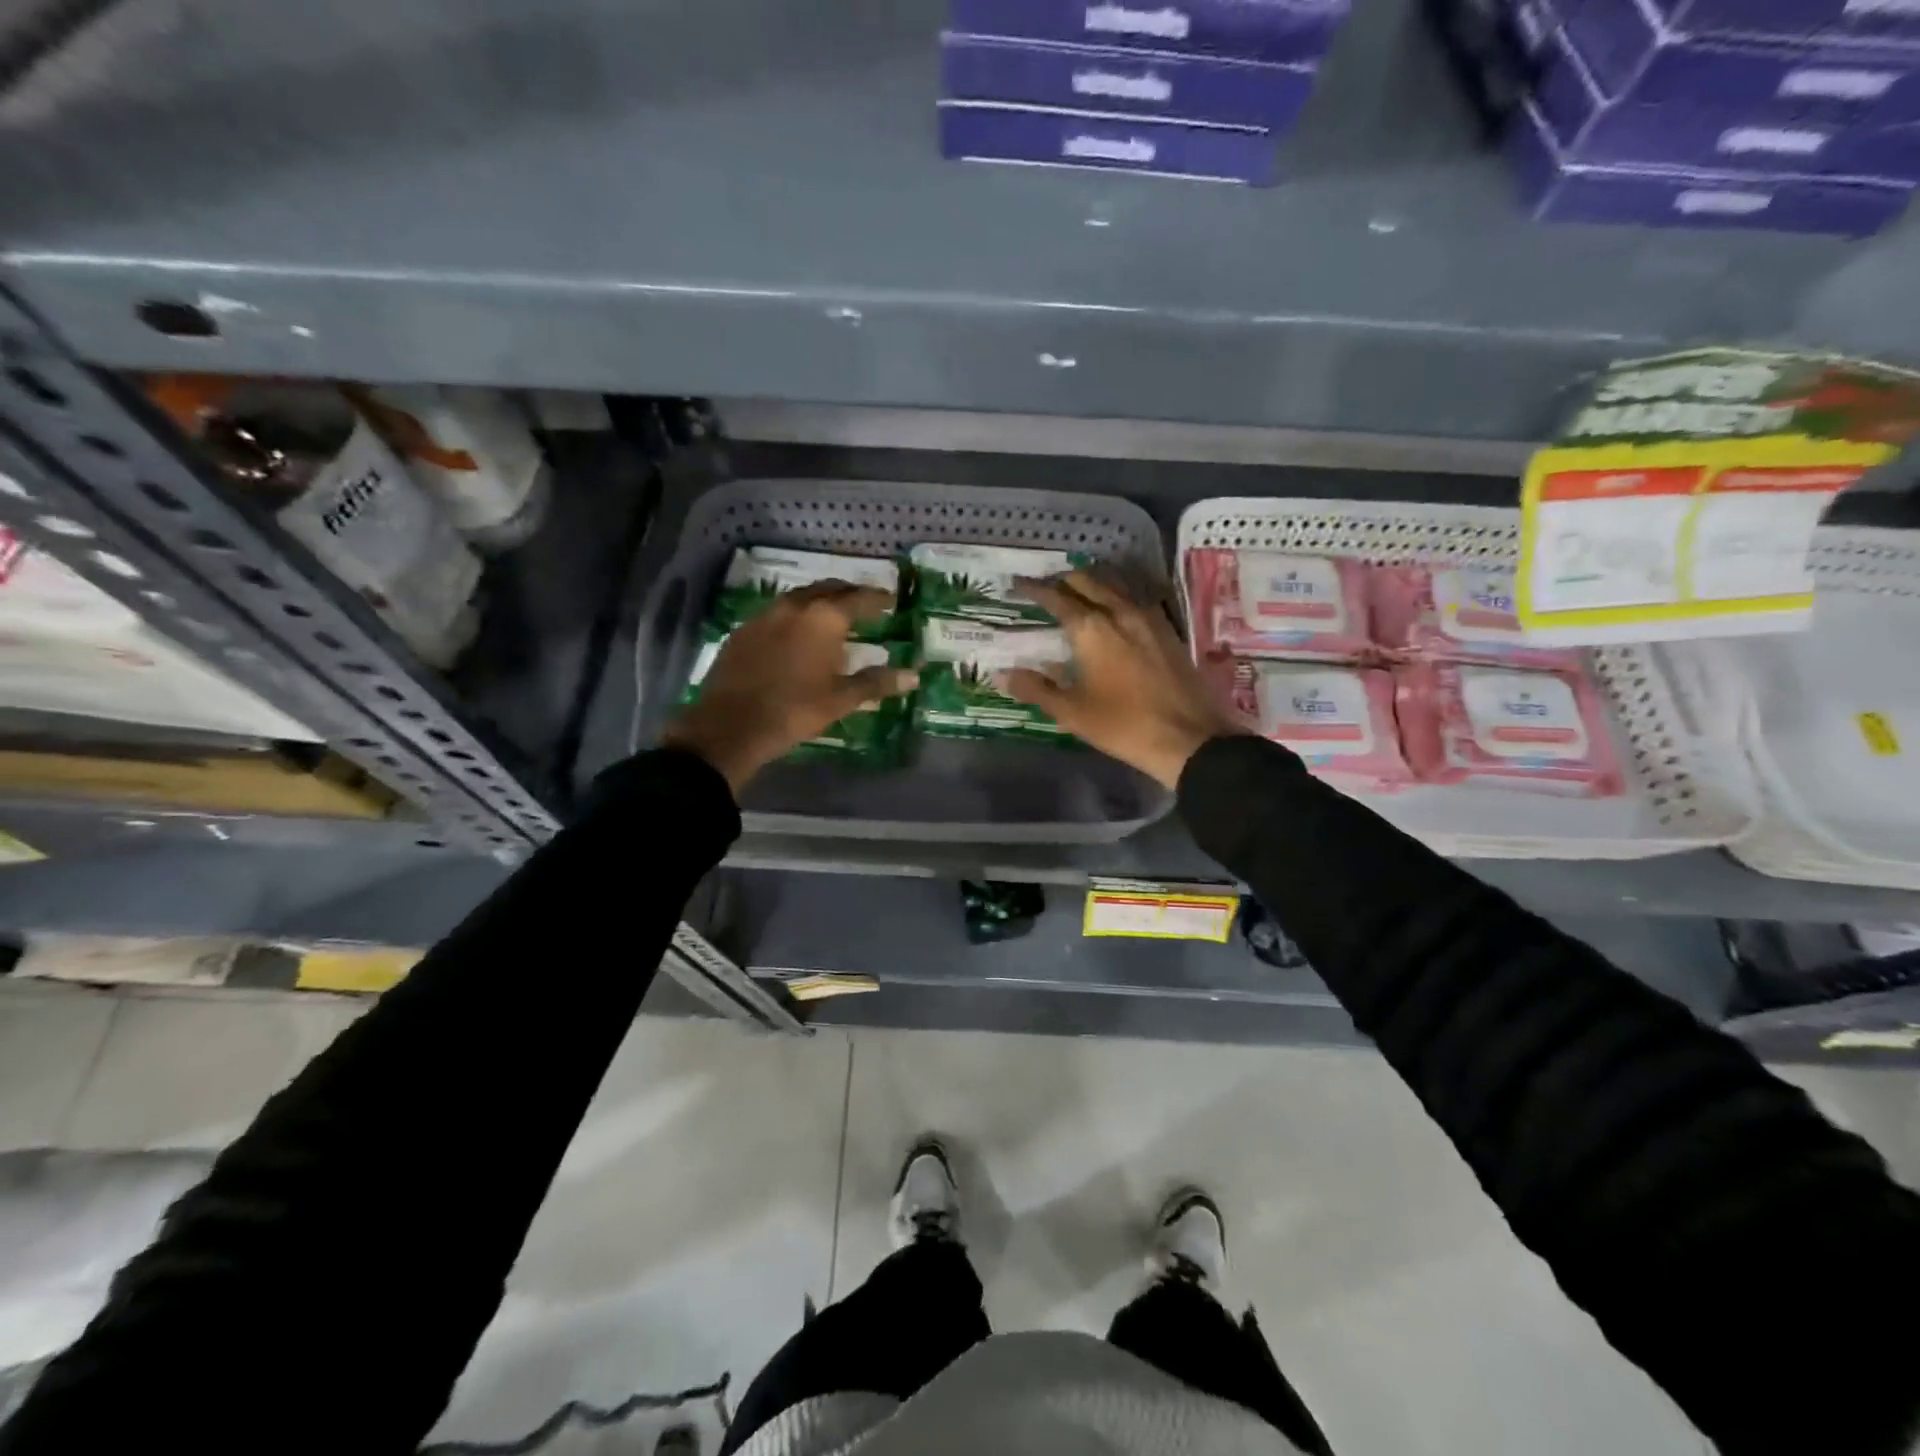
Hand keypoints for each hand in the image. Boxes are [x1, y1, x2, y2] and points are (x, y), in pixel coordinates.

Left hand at [662, 582, 916, 793]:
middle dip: (849, 593)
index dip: (878, 599)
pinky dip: (796, 615)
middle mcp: (794, 607)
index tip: (891, 601)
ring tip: (834, 615)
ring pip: (800, 597)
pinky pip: (777, 612)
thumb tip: (913, 676)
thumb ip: (876, 683)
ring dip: (820, 601)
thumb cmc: (794, 711)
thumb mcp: (840, 699)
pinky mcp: (743, 630)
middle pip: (828, 589)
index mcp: (823, 619)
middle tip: (865, 604)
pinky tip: (797, 632)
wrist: (729, 726)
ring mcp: (765, 616)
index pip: (859, 599)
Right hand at [998, 570, 1246, 789]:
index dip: (1033, 589)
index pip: (1055, 597)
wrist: (1188, 738)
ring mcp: (1149, 617)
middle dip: (1063, 580)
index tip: (1016, 585)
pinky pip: (1137, 599)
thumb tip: (1002, 674)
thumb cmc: (1123, 726)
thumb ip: (1036, 689)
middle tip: (1046, 587)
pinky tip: (1115, 608)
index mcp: (1091, 628)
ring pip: (1115, 585)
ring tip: (1077, 590)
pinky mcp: (1168, 629)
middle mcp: (1119, 611)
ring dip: (1092, 582)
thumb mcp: (1072, 712)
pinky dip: (1118, 595)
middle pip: (1087, 581)